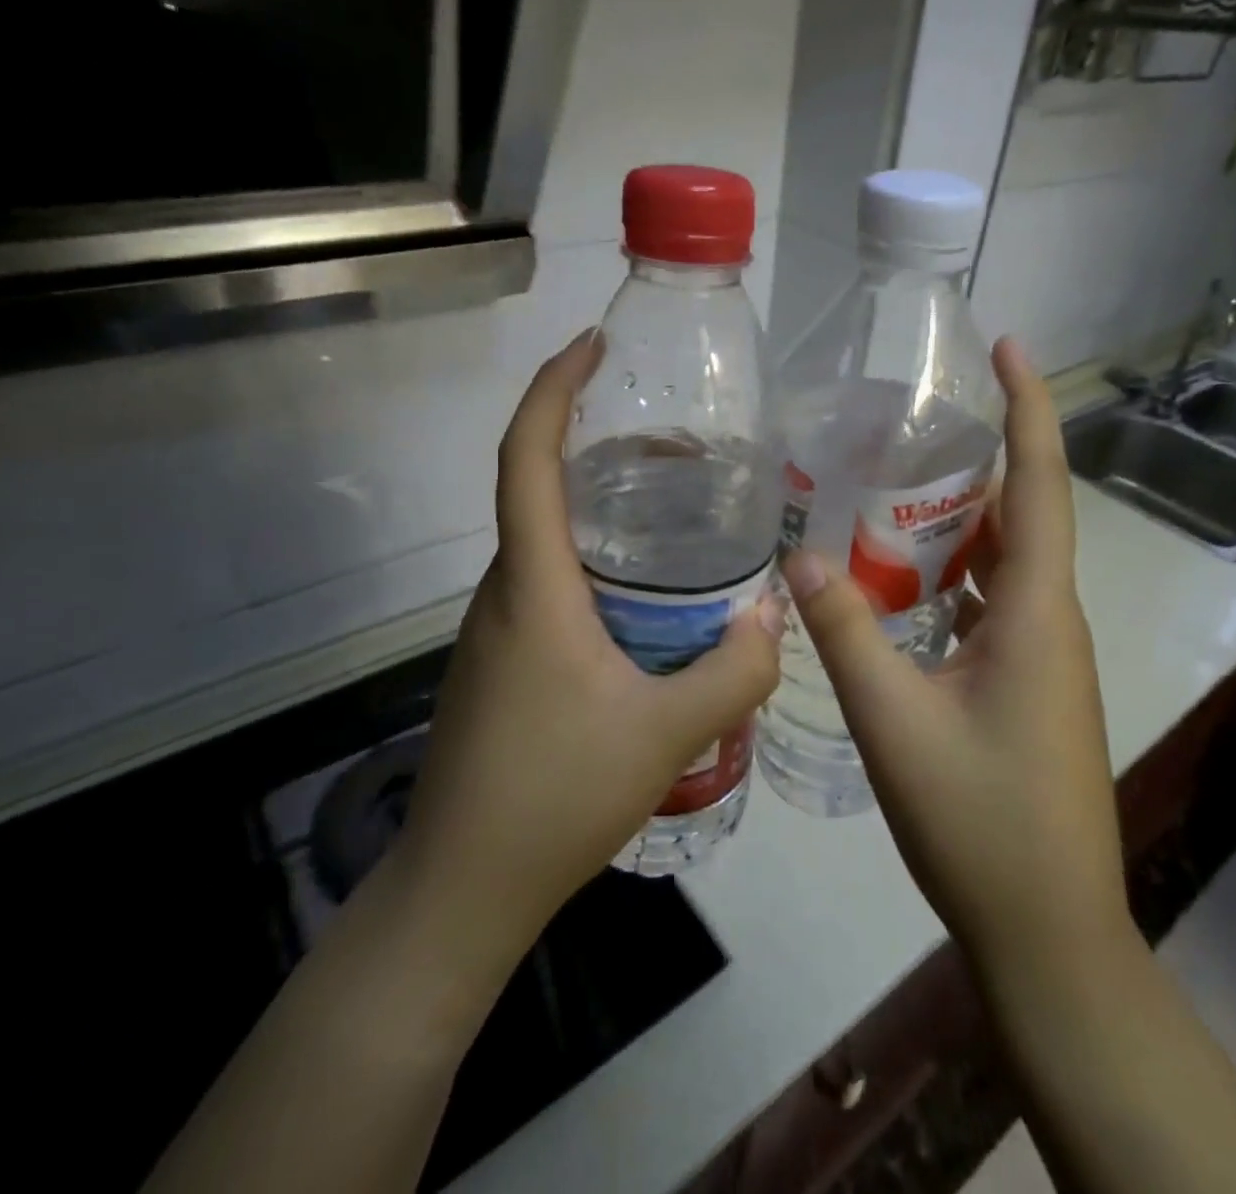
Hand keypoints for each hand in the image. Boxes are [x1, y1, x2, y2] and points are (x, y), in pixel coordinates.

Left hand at [397, 333, 782, 960]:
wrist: (462, 890)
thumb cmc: (555, 797)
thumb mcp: (667, 733)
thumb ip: (734, 670)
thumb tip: (774, 615)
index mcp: (532, 588)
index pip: (526, 460)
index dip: (552, 391)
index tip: (590, 346)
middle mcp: (503, 594)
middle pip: (540, 491)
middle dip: (598, 448)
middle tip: (679, 447)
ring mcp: (497, 631)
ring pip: (547, 544)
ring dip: (600, 512)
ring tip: (676, 516)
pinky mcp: (502, 664)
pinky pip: (548, 587)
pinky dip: (594, 565)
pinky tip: (647, 603)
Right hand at [780, 337, 1128, 970]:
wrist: (1047, 932)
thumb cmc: (980, 822)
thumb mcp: (895, 724)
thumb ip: (846, 636)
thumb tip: (800, 560)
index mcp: (1035, 614)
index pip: (1041, 484)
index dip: (1028, 408)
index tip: (1008, 345)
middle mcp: (1049, 620)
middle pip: (1021, 514)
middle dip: (974, 457)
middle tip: (904, 422)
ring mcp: (1042, 657)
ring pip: (1003, 562)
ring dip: (956, 521)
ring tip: (887, 489)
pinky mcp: (1027, 686)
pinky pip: (991, 604)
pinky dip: (950, 576)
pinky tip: (895, 583)